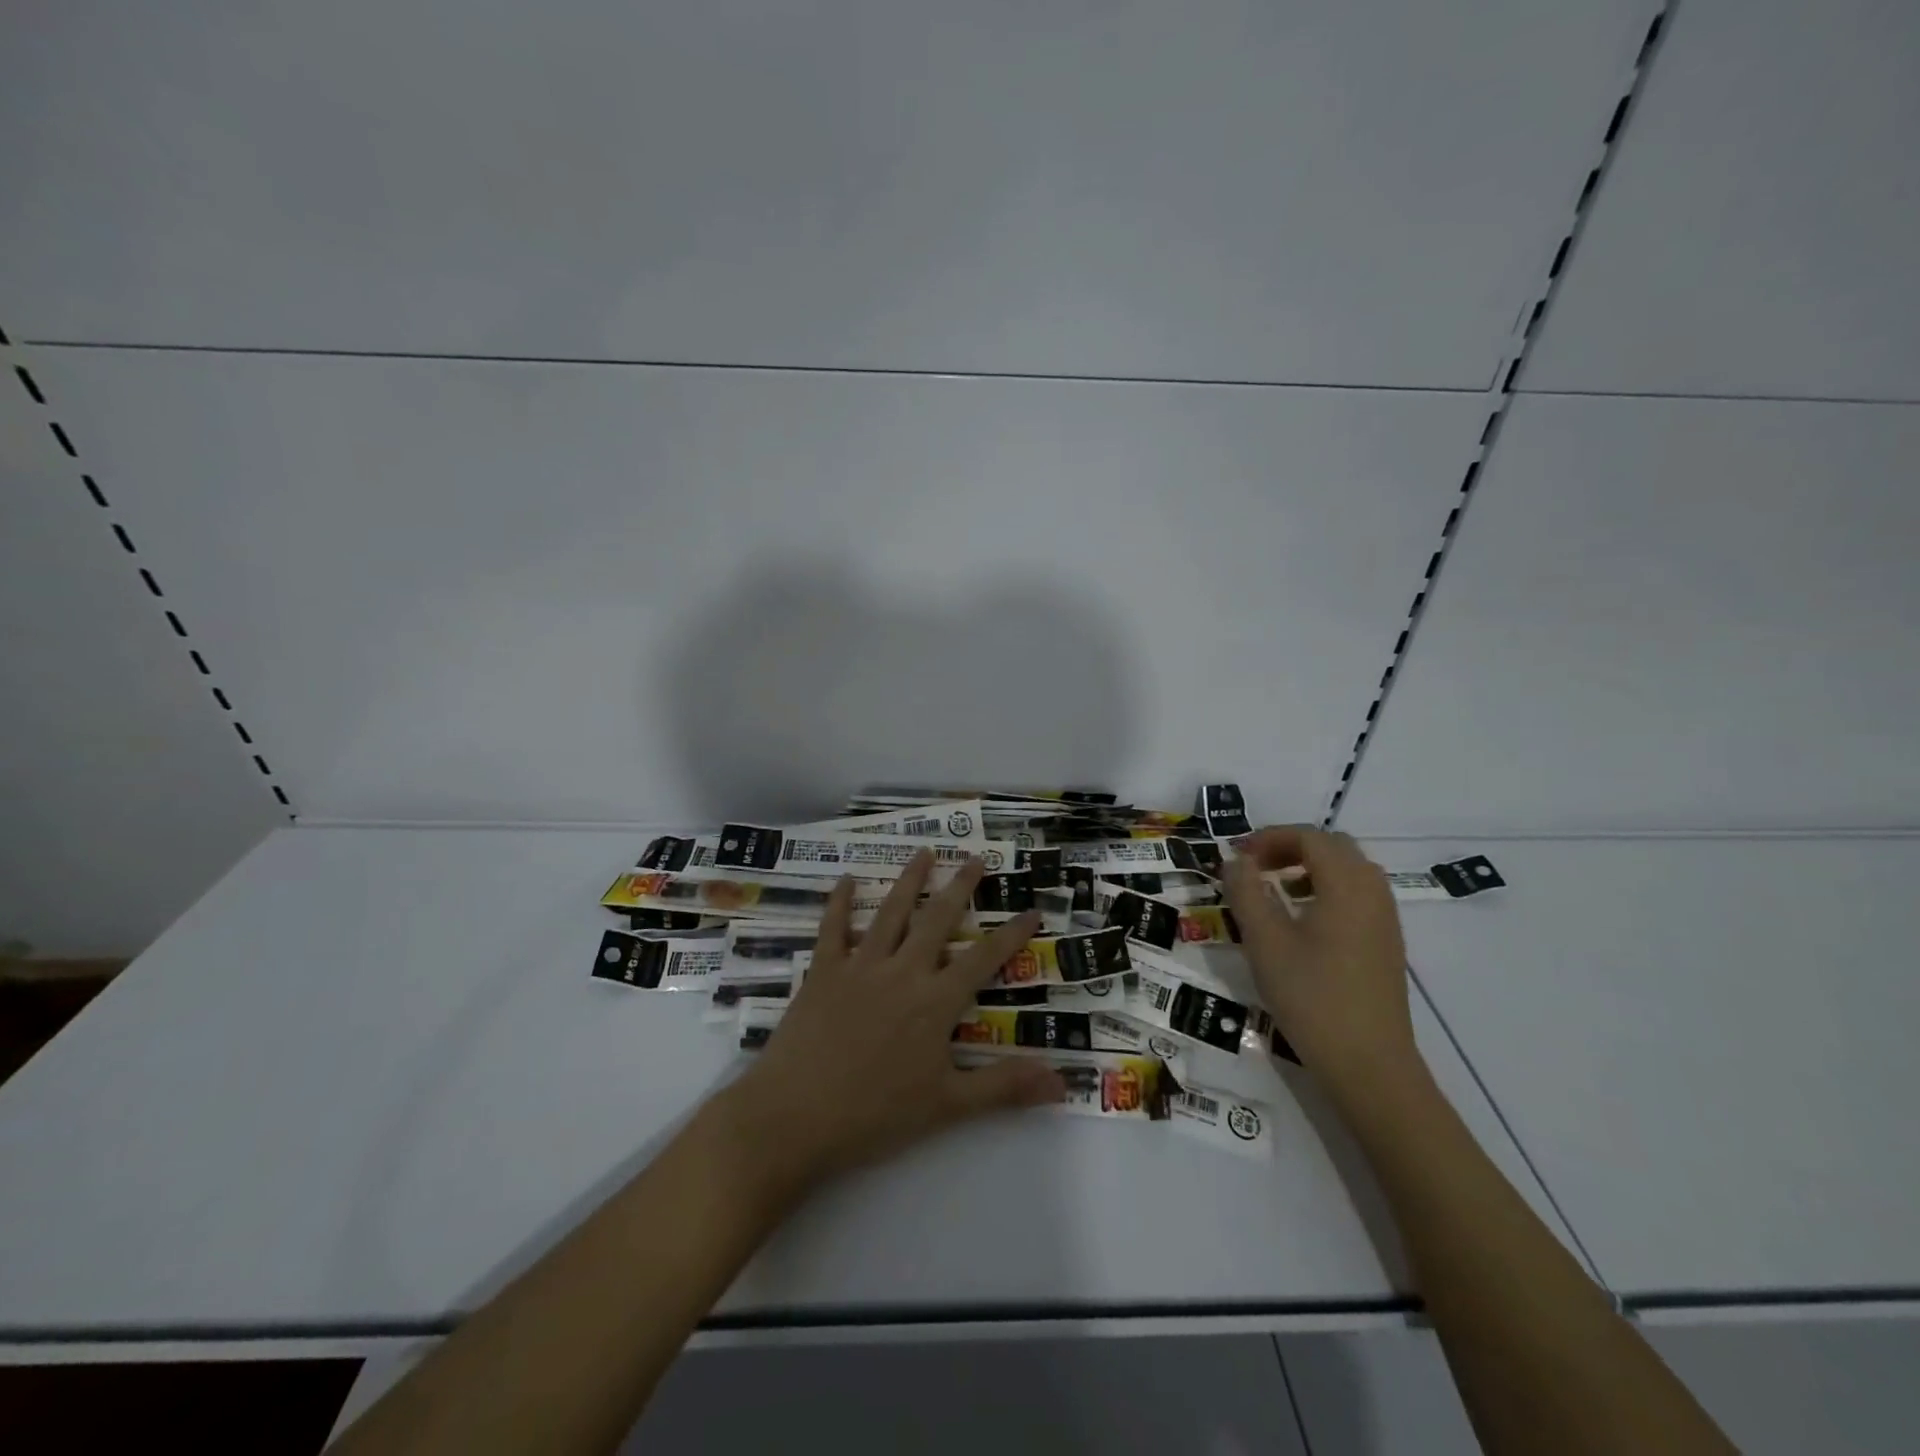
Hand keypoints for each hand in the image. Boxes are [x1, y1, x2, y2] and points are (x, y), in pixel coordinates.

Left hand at [722, 852, 1065, 1198]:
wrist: (793, 1117)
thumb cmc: (874, 1116)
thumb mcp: (947, 1107)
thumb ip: (1003, 1087)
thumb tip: (1063, 1083)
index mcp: (935, 1002)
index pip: (984, 959)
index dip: (1012, 934)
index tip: (1032, 909)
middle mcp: (902, 972)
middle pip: (937, 919)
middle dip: (960, 887)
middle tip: (976, 858)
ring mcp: (860, 966)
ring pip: (891, 913)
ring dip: (910, 880)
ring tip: (925, 852)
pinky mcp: (823, 971)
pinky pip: (833, 928)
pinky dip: (840, 902)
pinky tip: (847, 879)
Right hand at [1224, 826, 1421, 1095]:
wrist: (1369, 1064)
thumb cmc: (1311, 996)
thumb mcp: (1264, 941)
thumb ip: (1246, 892)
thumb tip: (1236, 861)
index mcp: (1346, 885)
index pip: (1310, 837)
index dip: (1270, 837)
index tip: (1238, 856)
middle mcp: (1373, 892)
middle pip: (1333, 847)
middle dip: (1291, 847)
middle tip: (1255, 867)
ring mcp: (1385, 919)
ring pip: (1349, 871)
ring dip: (1310, 868)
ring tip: (1275, 891)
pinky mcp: (1386, 944)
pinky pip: (1358, 896)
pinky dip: (1327, 890)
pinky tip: (1302, 922)